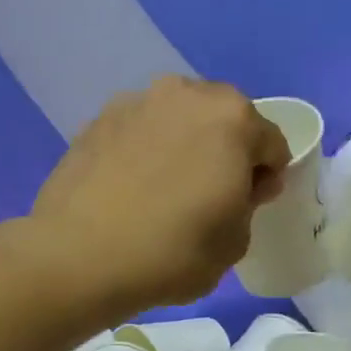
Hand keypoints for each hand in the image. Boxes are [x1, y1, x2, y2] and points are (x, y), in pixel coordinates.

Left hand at [33, 76, 288, 310]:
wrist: (78, 257)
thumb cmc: (172, 252)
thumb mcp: (234, 244)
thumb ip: (249, 204)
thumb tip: (241, 185)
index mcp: (233, 118)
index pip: (271, 143)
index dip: (266, 178)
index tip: (247, 207)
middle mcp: (185, 94)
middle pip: (223, 121)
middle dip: (225, 152)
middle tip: (208, 197)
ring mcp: (135, 102)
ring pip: (177, 121)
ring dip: (182, 147)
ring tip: (163, 192)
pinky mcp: (96, 121)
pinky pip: (138, 133)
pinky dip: (143, 152)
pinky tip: (129, 190)